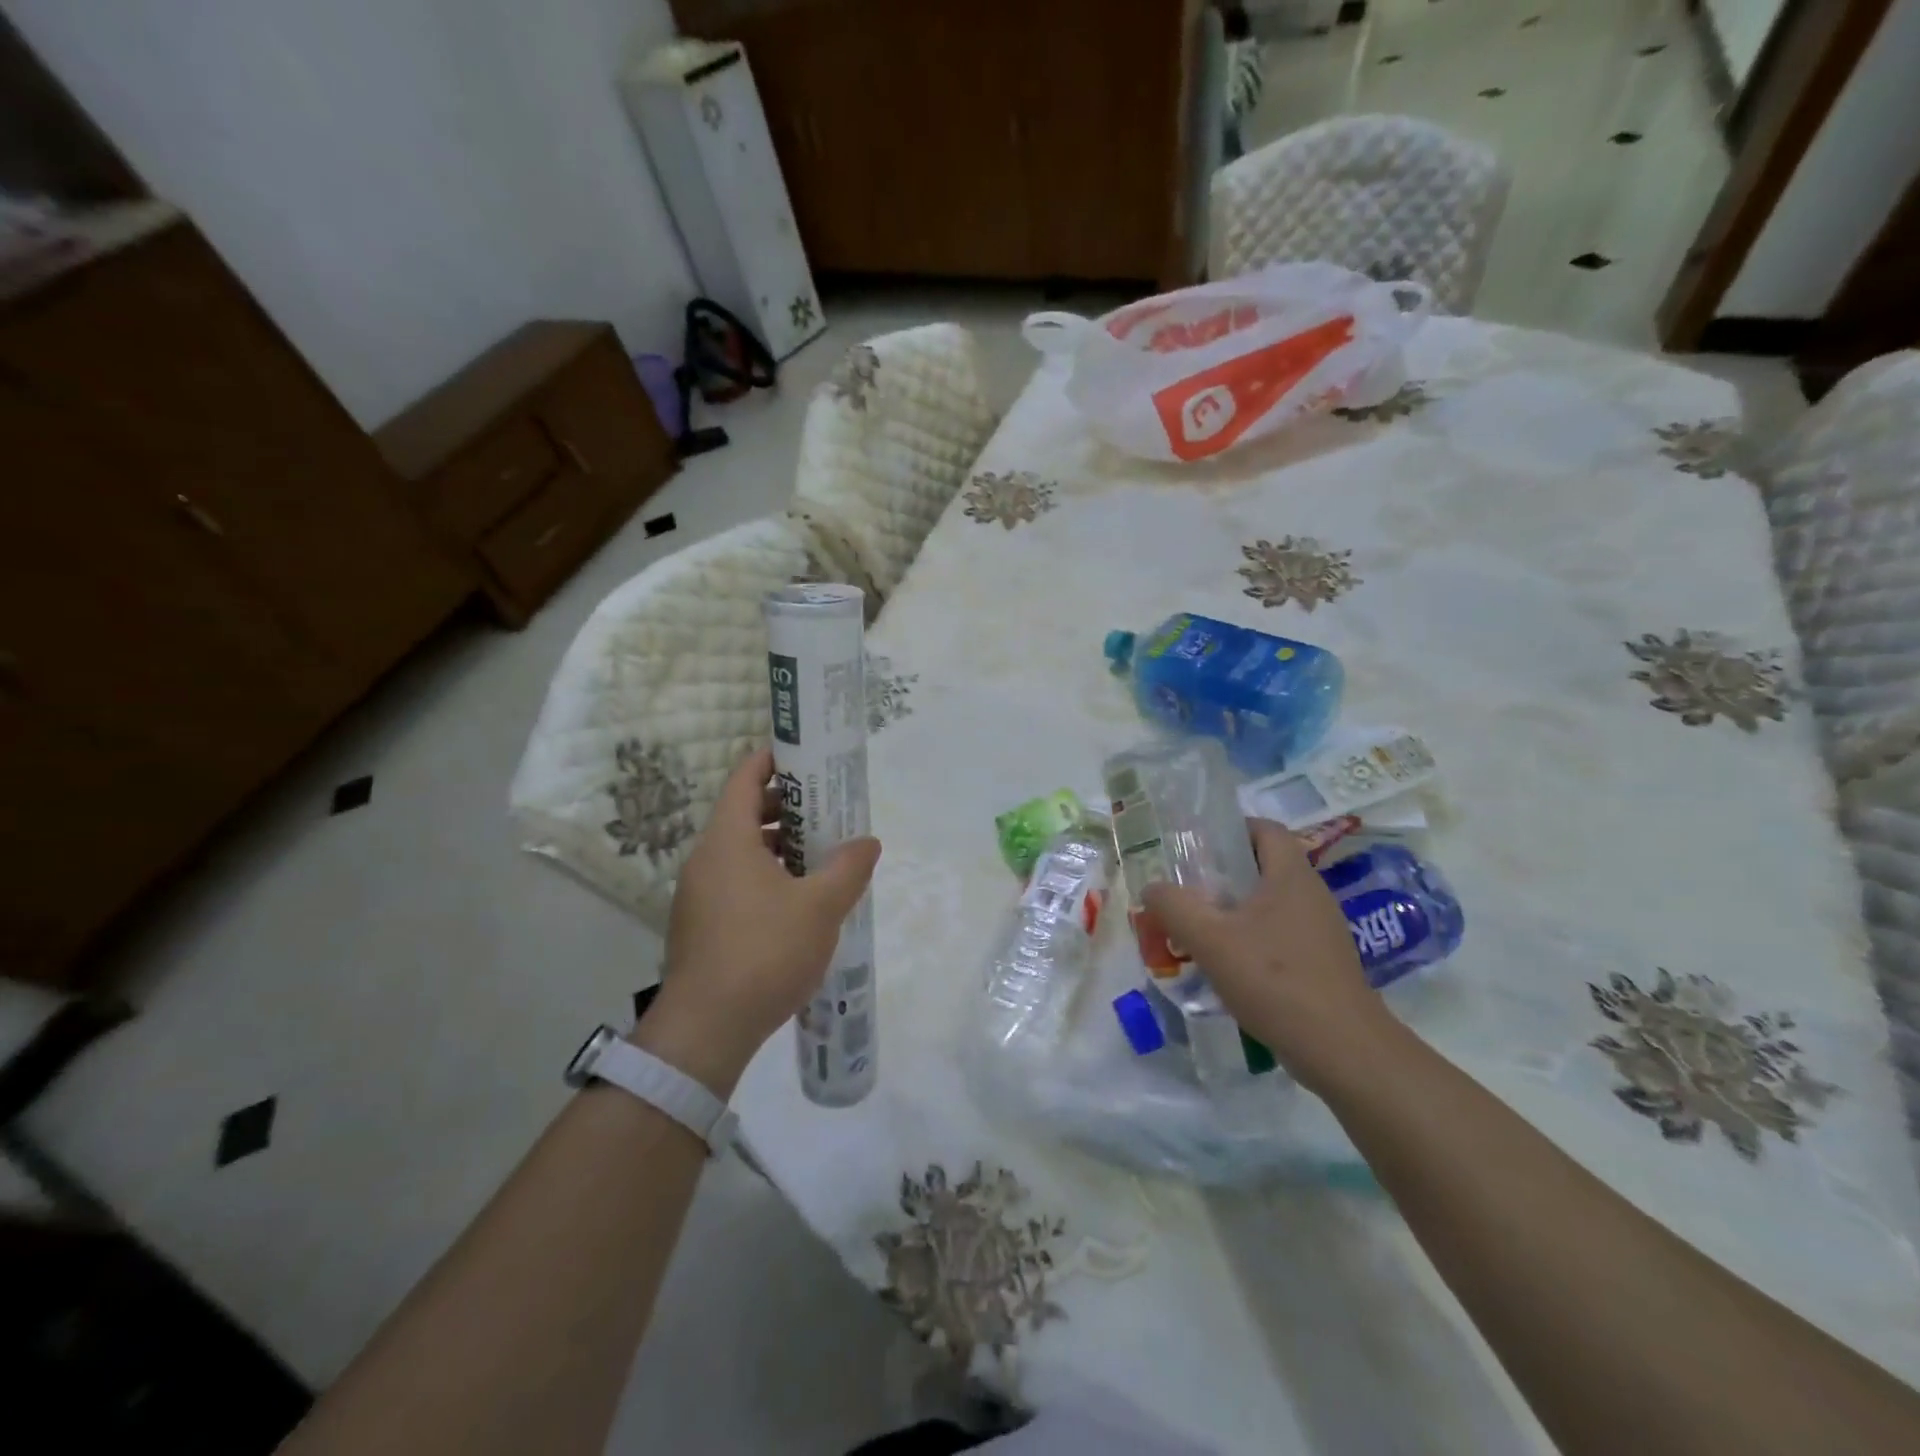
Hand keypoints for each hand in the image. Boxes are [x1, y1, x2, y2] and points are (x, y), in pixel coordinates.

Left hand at [637, 747, 880, 1095]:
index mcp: (727, 840)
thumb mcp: (821, 906)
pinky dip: (765, 875)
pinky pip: (735, 881)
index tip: (806, 757)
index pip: (745, 778)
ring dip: (778, 845)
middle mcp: (706, 859)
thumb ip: (848, 867)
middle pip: (744, 813)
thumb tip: (868, 842)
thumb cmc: (765, 952)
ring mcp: (698, 894)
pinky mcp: (700, 925)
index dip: (773, 760)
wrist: (706, 1030)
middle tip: (826, 810)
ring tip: (820, 855)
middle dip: (786, 806)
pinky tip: (797, 901)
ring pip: (740, 851)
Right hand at [1141, 818, 1396, 1092]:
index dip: (1231, 829)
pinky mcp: (1323, 964)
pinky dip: (1253, 941)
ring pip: (1271, 905)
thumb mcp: (1209, 939)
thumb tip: (1152, 888)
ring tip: (1199, 929)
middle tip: (1187, 889)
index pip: (1265, 829)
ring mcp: (1322, 931)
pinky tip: (1228, 966)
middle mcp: (1312, 895)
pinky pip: (1281, 936)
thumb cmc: (1274, 978)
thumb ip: (1174, 907)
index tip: (1197, 846)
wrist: (1341, 1048)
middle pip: (1265, 866)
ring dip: (1235, 911)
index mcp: (1291, 875)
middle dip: (1223, 874)